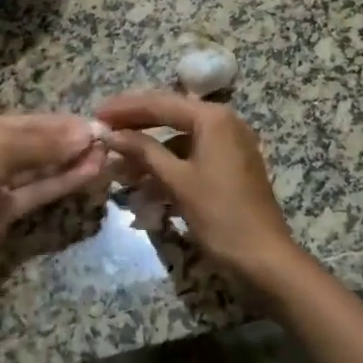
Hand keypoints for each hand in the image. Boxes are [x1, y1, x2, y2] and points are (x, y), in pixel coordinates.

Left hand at [0, 112, 105, 270]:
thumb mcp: (2, 144)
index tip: (96, 124)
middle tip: (109, 140)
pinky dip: (65, 182)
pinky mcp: (9, 211)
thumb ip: (46, 142)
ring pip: (44, 169)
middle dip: (72, 142)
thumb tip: (87, 134)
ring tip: (108, 155)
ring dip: (74, 162)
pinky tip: (91, 173)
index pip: (33, 121)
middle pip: (41, 144)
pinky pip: (41, 191)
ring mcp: (2, 182)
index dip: (63, 123)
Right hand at [95, 91, 306, 288]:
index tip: (97, 113)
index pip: (160, 103)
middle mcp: (223, 122)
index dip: (125, 108)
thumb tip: (110, 133)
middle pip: (170, 116)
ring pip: (178, 139)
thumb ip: (143, 151)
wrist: (265, 259)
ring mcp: (229, 144)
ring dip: (149, 151)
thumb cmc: (220, 215)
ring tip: (117, 164)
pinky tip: (144, 184)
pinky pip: (191, 156)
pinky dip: (168, 166)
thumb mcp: (177, 181)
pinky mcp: (230, 166)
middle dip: (135, 126)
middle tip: (103, 130)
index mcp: (212, 118)